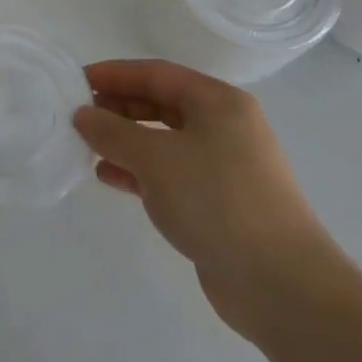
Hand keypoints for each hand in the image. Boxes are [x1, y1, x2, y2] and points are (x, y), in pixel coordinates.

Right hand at [73, 59, 347, 338]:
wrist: (284, 287)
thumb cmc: (217, 201)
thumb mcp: (154, 159)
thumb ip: (112, 132)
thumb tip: (83, 115)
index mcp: (218, 102)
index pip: (156, 73)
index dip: (114, 74)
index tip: (77, 81)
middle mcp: (226, 126)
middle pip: (161, 104)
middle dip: (118, 107)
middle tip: (80, 115)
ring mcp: (226, 167)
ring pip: (165, 140)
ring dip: (126, 141)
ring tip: (88, 148)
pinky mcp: (221, 203)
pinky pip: (172, 173)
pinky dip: (140, 171)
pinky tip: (110, 178)